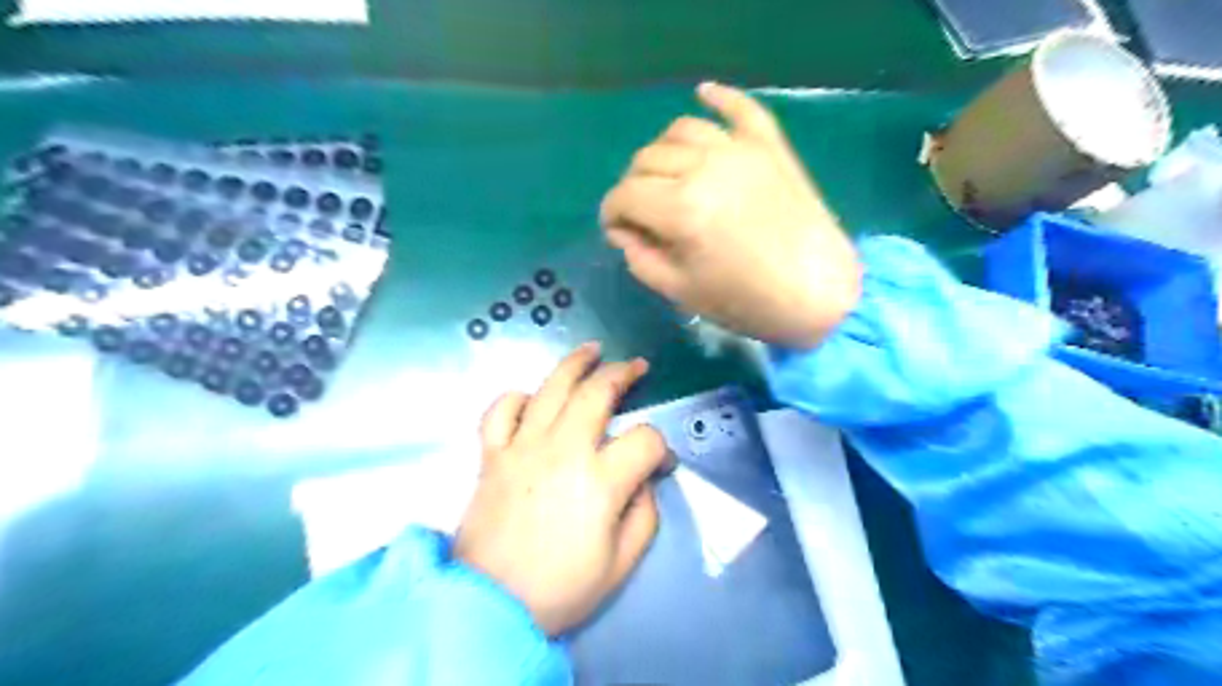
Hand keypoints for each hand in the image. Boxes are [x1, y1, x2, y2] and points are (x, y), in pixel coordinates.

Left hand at [456, 342, 671, 638]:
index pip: (645, 440)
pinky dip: (515, 398)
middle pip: (598, 393)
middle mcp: (563, 450)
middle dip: (623, 373)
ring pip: (550, 388)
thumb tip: (644, 481)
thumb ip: (644, 515)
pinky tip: (531, 398)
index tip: (661, 463)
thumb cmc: (561, 589)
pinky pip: (500, 411)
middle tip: (636, 366)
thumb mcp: (621, 564)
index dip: (661, 448)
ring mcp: (522, 447)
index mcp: (600, 481)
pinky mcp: (491, 455)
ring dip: (575, 364)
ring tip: (591, 350)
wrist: (491, 605)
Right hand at [599, 80, 857, 348]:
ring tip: (665, 175)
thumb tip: (625, 232)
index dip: (611, 214)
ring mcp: (741, 151)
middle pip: (647, 159)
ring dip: (662, 151)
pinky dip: (720, 97)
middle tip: (642, 214)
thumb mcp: (680, 292)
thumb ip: (640, 258)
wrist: (817, 295)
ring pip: (682, 131)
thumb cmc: (747, 302)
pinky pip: (741, 109)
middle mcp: (706, 168)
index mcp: (681, 209)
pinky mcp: (770, 147)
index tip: (617, 231)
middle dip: (633, 187)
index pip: (624, 195)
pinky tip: (704, 93)